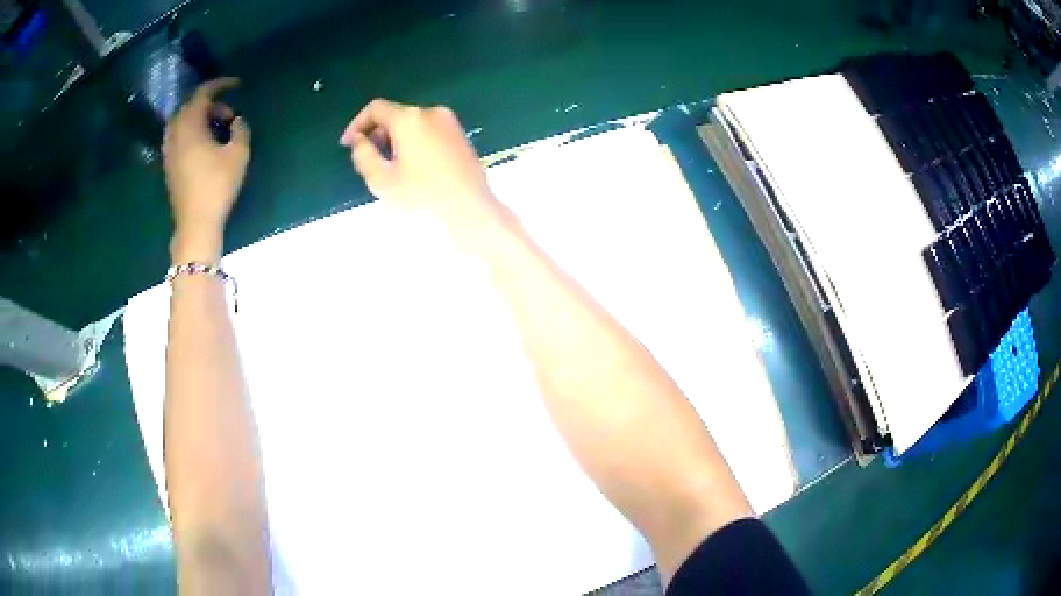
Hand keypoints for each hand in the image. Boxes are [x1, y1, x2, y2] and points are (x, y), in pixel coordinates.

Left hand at [164, 78, 250, 262]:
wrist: (195, 224)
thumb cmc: (217, 186)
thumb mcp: (239, 154)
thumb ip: (241, 129)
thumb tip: (237, 121)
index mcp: (190, 125)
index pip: (203, 93)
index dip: (221, 84)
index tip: (237, 85)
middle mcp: (175, 132)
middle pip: (191, 106)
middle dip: (211, 104)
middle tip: (229, 116)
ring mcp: (169, 150)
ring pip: (182, 122)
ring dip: (199, 119)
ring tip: (216, 130)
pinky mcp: (168, 164)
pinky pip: (178, 136)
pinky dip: (191, 132)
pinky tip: (204, 145)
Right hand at [340, 99, 497, 226]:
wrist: (471, 212)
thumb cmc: (422, 198)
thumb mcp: (381, 180)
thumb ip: (363, 155)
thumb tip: (359, 140)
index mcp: (410, 118)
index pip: (376, 109)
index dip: (357, 124)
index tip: (347, 145)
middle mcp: (431, 112)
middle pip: (395, 115)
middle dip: (377, 134)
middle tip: (369, 160)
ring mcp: (450, 123)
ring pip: (413, 124)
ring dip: (395, 140)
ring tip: (390, 168)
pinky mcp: (462, 137)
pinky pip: (429, 132)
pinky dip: (414, 143)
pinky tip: (413, 169)